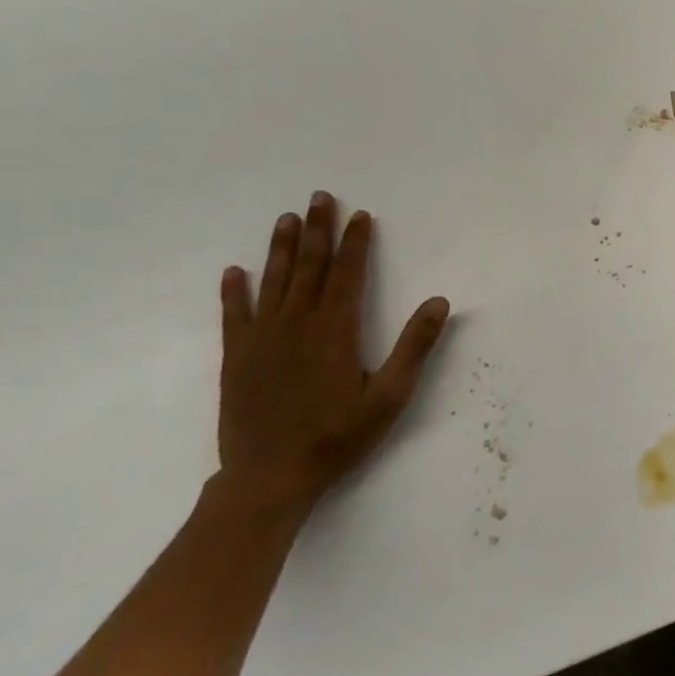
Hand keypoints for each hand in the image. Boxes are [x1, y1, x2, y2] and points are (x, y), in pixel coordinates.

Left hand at [217, 191, 449, 512]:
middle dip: (318, 229)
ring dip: (281, 248)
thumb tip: (440, 301)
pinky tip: (234, 272)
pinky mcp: (237, 358)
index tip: (360, 215)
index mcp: (336, 330)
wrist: (269, 479)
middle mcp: (297, 324)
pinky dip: (234, 292)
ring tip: (285, 218)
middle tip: (319, 197)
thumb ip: (414, 346)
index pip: (348, 273)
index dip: (355, 242)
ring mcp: (263, 339)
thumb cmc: (337, 437)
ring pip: (274, 282)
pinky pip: (234, 315)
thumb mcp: (390, 396)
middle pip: (310, 266)